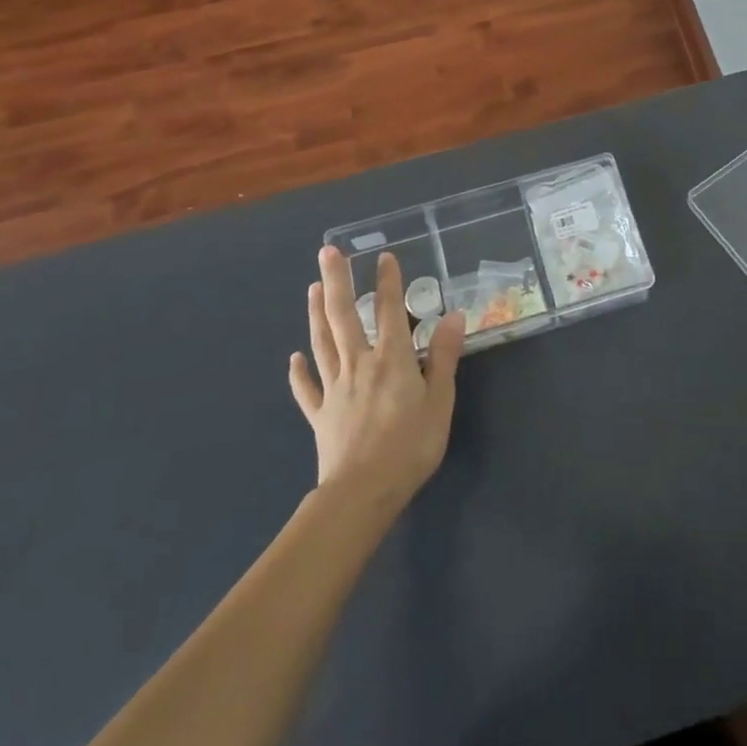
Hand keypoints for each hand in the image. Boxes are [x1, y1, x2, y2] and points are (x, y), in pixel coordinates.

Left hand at [290, 247, 465, 508]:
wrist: (363, 492)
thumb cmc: (410, 445)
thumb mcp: (440, 400)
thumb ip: (444, 356)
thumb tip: (453, 315)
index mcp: (391, 359)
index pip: (389, 310)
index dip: (388, 282)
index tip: (384, 256)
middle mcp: (359, 364)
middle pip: (344, 316)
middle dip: (338, 282)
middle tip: (327, 252)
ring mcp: (335, 388)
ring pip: (322, 342)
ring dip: (316, 313)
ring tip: (313, 288)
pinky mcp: (321, 415)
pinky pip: (307, 389)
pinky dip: (300, 372)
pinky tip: (294, 358)